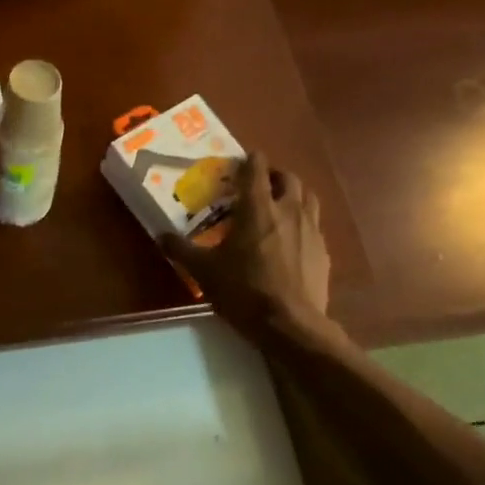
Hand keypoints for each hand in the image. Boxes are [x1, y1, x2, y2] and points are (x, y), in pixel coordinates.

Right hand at [163, 152, 336, 344]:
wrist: (290, 324)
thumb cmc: (243, 291)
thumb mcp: (204, 272)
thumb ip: (181, 250)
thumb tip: (161, 235)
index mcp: (258, 208)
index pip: (256, 169)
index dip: (249, 160)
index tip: (240, 161)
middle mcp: (288, 210)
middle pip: (287, 177)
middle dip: (273, 175)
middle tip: (258, 184)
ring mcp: (311, 229)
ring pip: (308, 196)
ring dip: (293, 193)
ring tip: (279, 204)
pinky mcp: (323, 250)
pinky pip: (314, 224)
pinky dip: (303, 222)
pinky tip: (292, 239)